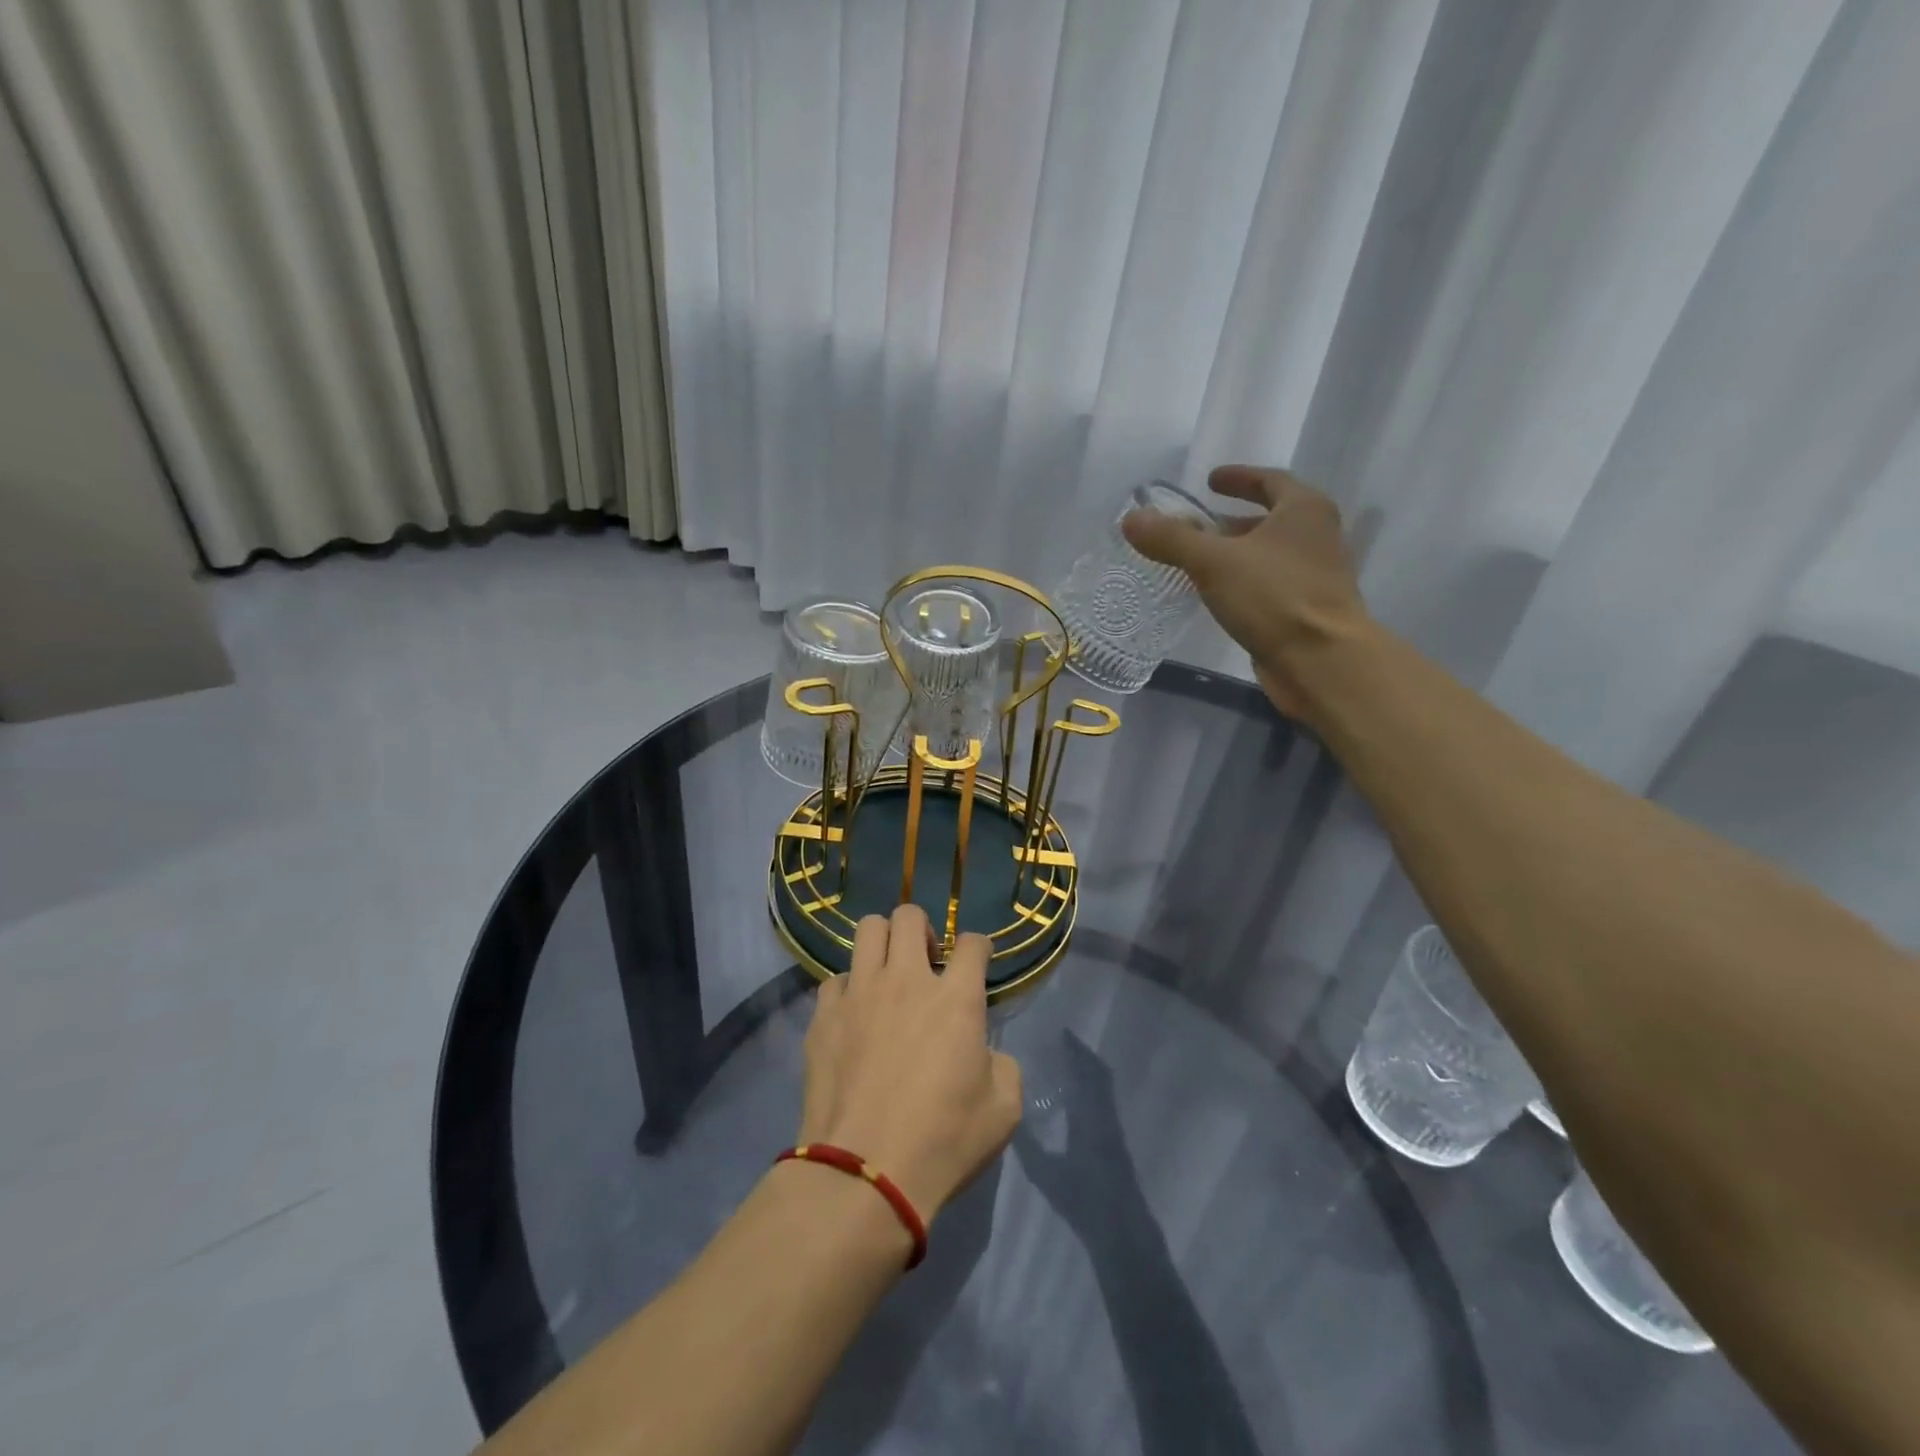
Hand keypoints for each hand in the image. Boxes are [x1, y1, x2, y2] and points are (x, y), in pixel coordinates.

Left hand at [798, 904, 1022, 1222]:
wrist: (865, 1173)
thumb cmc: (944, 1141)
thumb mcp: (1003, 1109)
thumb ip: (1003, 1065)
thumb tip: (985, 1052)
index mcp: (955, 997)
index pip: (973, 943)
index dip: (979, 948)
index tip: (977, 962)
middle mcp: (906, 980)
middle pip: (910, 916)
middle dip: (924, 928)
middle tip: (927, 961)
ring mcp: (859, 992)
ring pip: (867, 930)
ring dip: (883, 943)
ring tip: (888, 974)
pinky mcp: (823, 1015)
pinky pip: (835, 979)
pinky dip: (849, 989)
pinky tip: (854, 1016)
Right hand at [1010, 1033, 1141, 1234]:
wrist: (1122, 1230)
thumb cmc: (1084, 1198)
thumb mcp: (1047, 1171)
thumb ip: (1029, 1142)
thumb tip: (1010, 1110)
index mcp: (1091, 1113)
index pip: (1087, 1070)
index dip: (1075, 1050)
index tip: (1060, 1033)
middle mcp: (1105, 1113)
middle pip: (1098, 1075)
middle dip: (1081, 1057)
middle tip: (1059, 1044)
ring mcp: (1114, 1128)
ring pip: (1102, 1089)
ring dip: (1087, 1073)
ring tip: (1063, 1065)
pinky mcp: (1116, 1143)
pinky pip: (1102, 1103)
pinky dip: (1090, 1090)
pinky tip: (1073, 1098)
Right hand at [1122, 464, 1367, 718]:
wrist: (1321, 660)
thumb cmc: (1273, 597)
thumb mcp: (1214, 562)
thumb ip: (1172, 538)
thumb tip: (1132, 519)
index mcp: (1304, 510)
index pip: (1270, 480)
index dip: (1238, 478)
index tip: (1210, 481)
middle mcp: (1316, 536)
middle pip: (1271, 518)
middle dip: (1233, 521)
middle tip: (1198, 526)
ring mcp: (1315, 575)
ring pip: (1270, 554)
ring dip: (1237, 553)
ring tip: (1201, 562)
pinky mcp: (1307, 610)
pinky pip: (1269, 584)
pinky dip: (1244, 582)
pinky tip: (1219, 596)